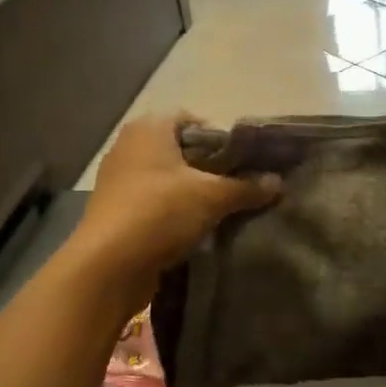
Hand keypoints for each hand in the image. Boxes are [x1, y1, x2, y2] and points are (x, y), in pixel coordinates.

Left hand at [71, 114, 280, 302]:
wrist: (107, 266)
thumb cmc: (159, 212)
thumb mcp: (212, 197)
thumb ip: (246, 187)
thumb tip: (278, 182)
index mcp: (149, 127)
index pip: (193, 120)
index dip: (220, 138)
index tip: (242, 163)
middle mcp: (129, 145)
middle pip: (180, 149)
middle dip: (208, 167)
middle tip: (236, 186)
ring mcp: (117, 178)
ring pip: (166, 177)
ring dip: (190, 192)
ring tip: (219, 210)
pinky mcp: (113, 209)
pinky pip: (152, 201)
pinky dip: (172, 211)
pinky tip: (193, 229)